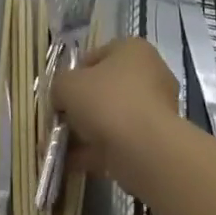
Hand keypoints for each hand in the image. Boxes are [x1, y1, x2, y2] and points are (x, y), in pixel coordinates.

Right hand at [52, 37, 183, 194]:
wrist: (145, 150)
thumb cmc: (106, 102)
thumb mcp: (67, 85)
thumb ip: (59, 86)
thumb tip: (61, 99)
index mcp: (133, 50)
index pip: (96, 56)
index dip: (73, 74)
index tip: (60, 94)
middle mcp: (150, 75)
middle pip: (105, 89)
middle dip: (81, 107)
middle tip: (60, 121)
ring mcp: (156, 110)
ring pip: (112, 118)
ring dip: (86, 132)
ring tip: (61, 147)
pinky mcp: (156, 140)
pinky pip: (120, 141)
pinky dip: (97, 151)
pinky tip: (72, 163)